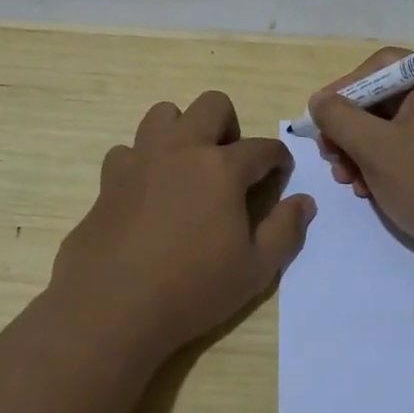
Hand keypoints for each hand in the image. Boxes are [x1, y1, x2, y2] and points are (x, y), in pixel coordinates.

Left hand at [52, 90, 315, 358]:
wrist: (112, 307)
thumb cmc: (192, 290)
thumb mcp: (255, 270)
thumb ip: (285, 230)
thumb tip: (304, 202)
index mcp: (222, 168)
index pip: (262, 147)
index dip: (278, 159)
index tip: (280, 174)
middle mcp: (182, 149)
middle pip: (212, 105)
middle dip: (230, 126)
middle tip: (230, 165)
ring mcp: (141, 159)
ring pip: (163, 114)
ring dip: (182, 131)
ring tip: (187, 168)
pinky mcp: (109, 178)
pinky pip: (128, 150)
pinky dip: (142, 162)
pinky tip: (147, 191)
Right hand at [309, 50, 413, 275]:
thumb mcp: (375, 148)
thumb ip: (339, 118)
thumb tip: (320, 101)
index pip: (380, 66)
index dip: (345, 87)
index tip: (321, 117)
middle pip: (385, 99)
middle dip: (350, 128)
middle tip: (329, 154)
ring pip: (394, 129)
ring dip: (362, 151)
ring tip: (347, 180)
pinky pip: (412, 150)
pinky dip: (386, 165)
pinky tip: (369, 191)